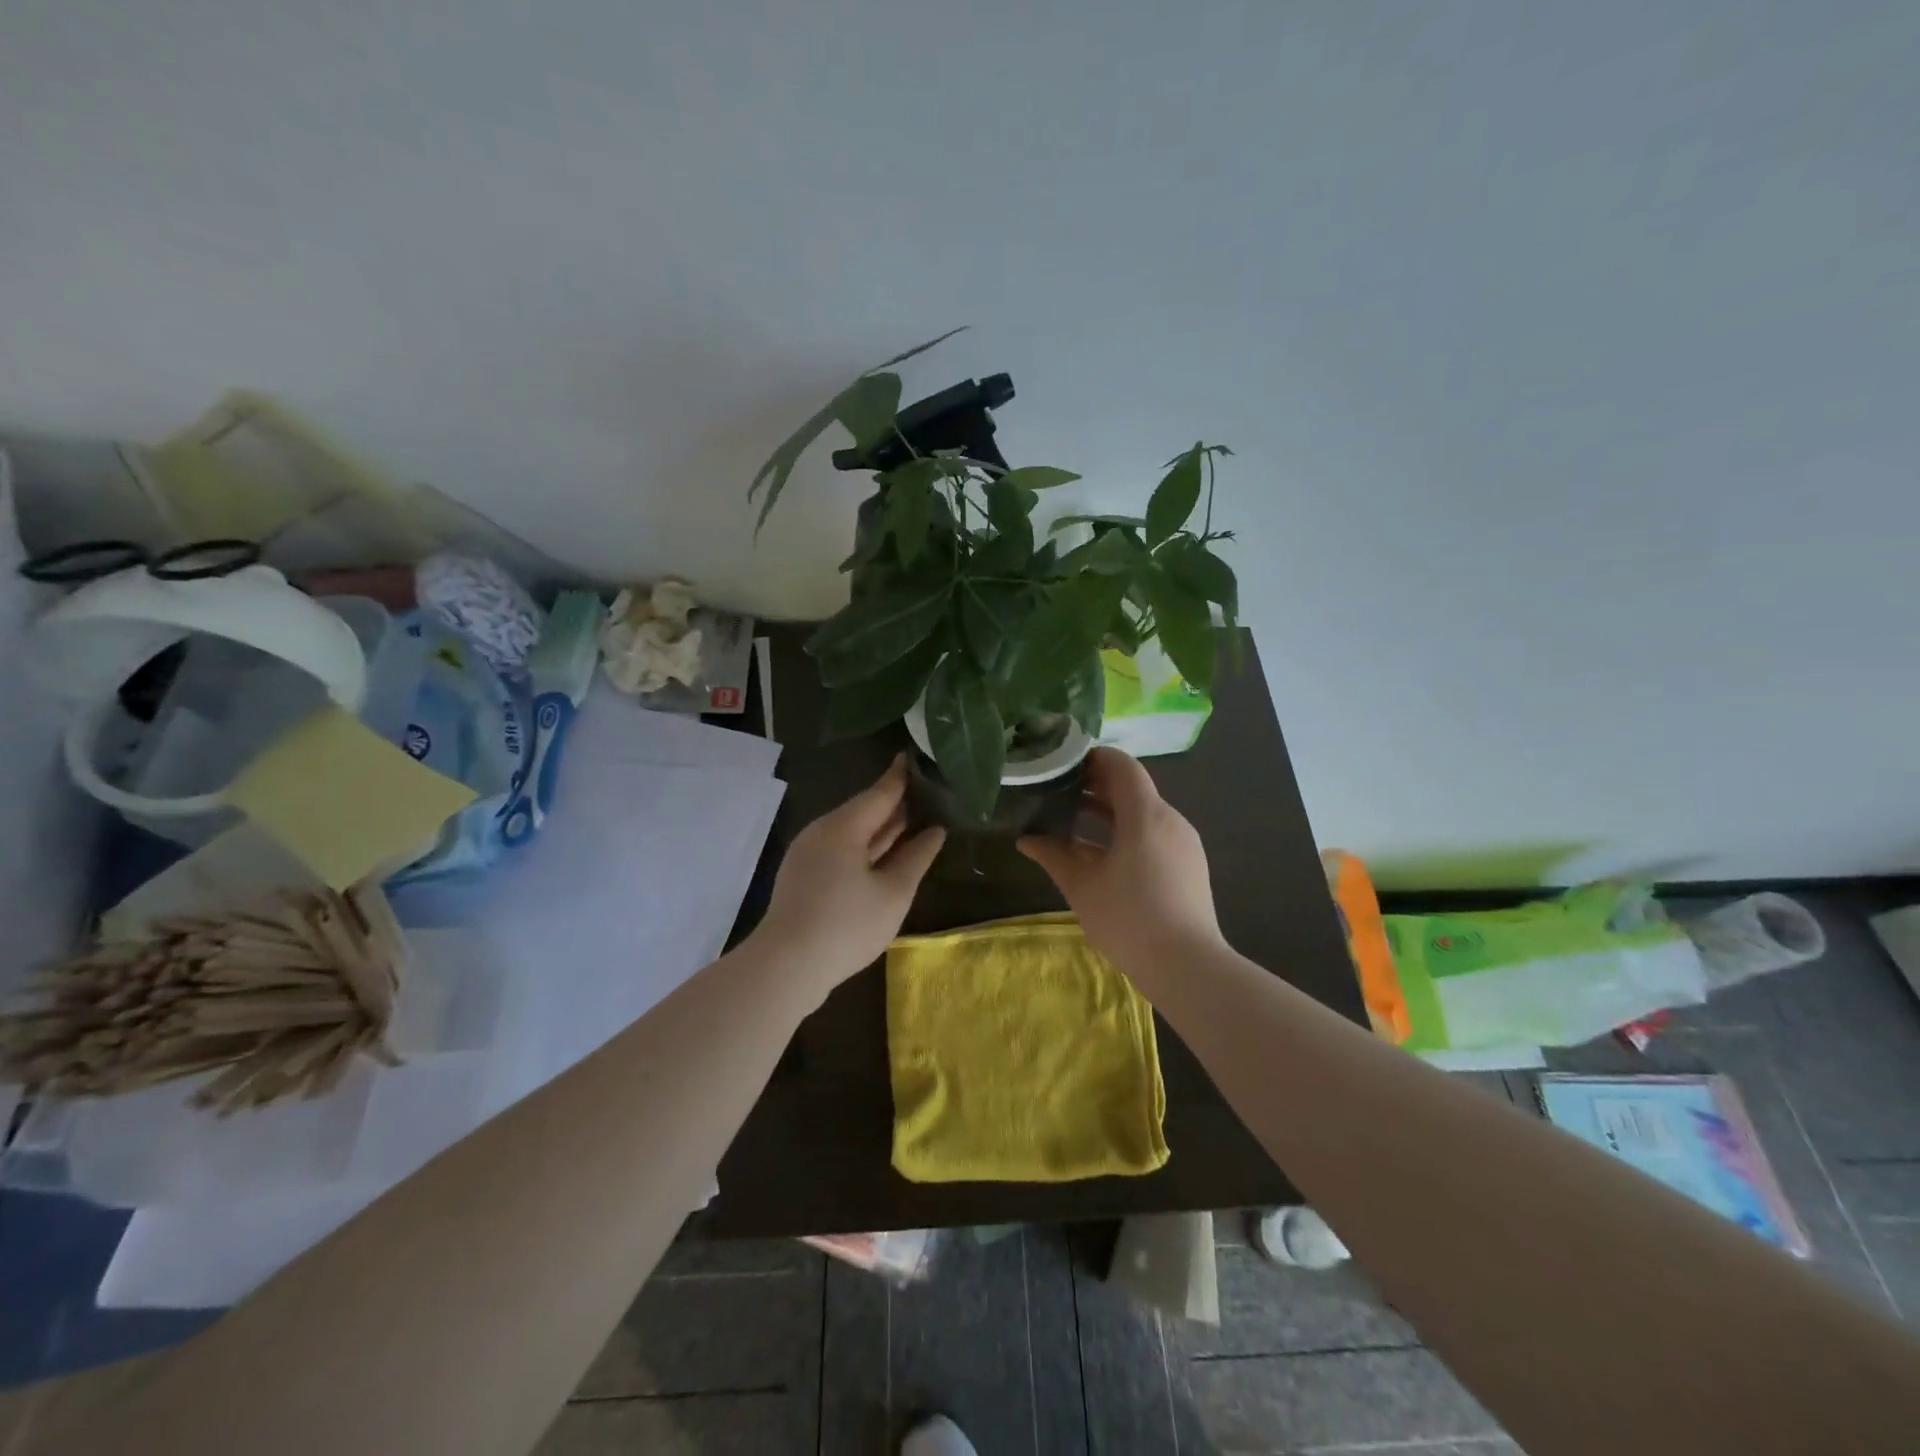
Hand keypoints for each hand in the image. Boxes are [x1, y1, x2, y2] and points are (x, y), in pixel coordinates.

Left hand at [754, 754, 944, 989]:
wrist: (786, 967)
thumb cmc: (847, 925)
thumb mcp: (893, 893)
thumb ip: (917, 858)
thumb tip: (936, 831)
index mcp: (843, 826)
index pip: (880, 792)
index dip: (902, 776)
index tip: (919, 755)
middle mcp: (822, 832)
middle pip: (864, 810)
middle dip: (895, 803)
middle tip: (928, 791)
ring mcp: (809, 854)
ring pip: (852, 832)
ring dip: (881, 828)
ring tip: (914, 820)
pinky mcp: (804, 876)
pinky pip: (840, 850)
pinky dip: (866, 847)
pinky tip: (885, 855)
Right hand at [1018, 748, 1222, 973]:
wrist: (1187, 966)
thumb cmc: (1129, 918)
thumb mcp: (1082, 886)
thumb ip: (1054, 856)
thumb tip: (1026, 839)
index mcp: (1146, 815)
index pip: (1122, 766)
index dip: (1093, 758)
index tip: (1063, 762)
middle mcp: (1170, 820)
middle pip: (1133, 788)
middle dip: (1096, 785)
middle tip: (1059, 789)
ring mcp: (1183, 843)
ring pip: (1143, 812)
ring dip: (1110, 810)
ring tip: (1074, 818)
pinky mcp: (1188, 865)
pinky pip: (1154, 834)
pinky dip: (1127, 831)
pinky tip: (1102, 852)